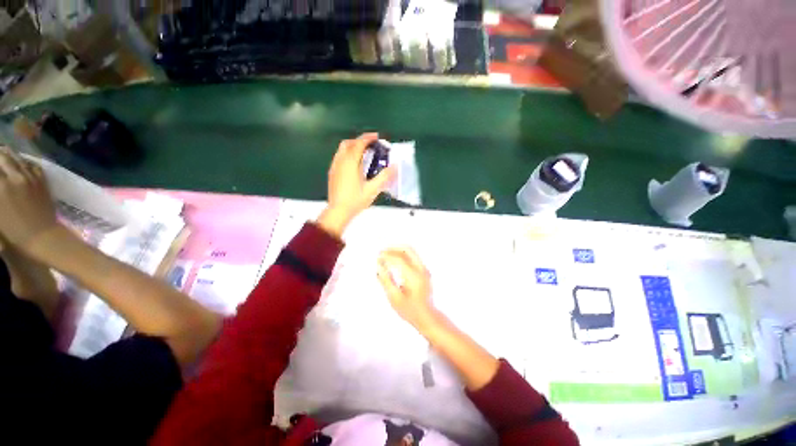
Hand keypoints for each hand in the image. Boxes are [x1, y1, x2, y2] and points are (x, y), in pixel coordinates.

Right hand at [0, 147, 59, 252]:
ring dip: (7, 154)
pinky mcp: (41, 181)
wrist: (41, 237)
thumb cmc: (12, 231)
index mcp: (0, 186)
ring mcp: (30, 177)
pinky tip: (18, 161)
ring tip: (1, 152)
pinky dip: (22, 160)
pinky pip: (31, 164)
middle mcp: (14, 177)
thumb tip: (0, 182)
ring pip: (16, 158)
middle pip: (2, 157)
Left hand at [316, 133, 395, 236]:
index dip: (368, 138)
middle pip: (348, 143)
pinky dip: (347, 154)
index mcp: (350, 163)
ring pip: (342, 150)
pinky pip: (339, 157)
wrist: (338, 211)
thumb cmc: (355, 200)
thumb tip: (395, 166)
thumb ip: (384, 177)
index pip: (359, 144)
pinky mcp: (332, 173)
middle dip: (359, 140)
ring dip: (352, 147)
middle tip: (370, 145)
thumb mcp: (373, 189)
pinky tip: (354, 165)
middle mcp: (340, 161)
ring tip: (363, 154)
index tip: (376, 136)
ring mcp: (334, 167)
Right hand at [377, 247, 439, 331]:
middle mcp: (421, 270)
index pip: (399, 259)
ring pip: (411, 251)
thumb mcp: (394, 298)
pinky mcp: (425, 271)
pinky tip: (394, 260)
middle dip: (393, 248)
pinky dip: (403, 255)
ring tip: (386, 254)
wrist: (428, 317)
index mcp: (414, 276)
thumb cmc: (410, 310)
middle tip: (382, 252)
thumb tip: (379, 266)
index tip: (378, 258)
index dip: (387, 256)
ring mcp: (425, 269)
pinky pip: (413, 257)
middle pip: (407, 249)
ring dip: (398, 250)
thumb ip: (386, 281)